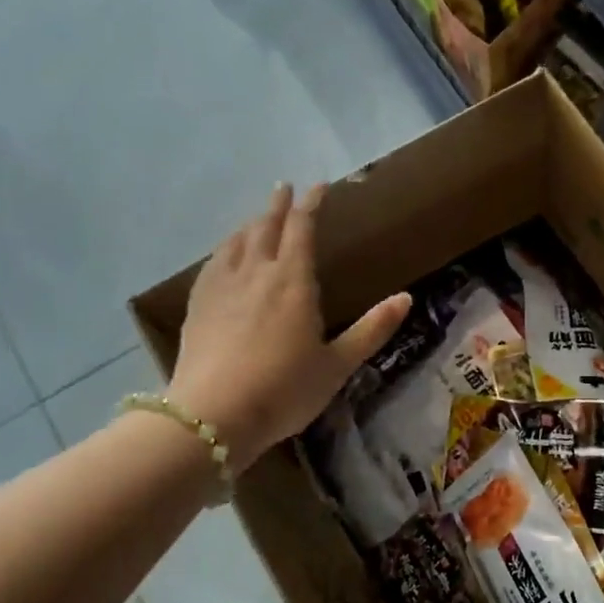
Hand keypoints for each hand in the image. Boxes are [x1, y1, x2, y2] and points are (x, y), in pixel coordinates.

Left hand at [169, 183, 409, 472]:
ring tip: (258, 218)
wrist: (213, 416)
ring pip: (236, 241)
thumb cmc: (284, 390)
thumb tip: (406, 298)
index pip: (302, 229)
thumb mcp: (338, 365)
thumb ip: (372, 329)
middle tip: (285, 188)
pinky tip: (224, 255)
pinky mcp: (197, 305)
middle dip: (277, 205)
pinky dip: (225, 248)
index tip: (318, 187)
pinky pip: (213, 263)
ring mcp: (221, 287)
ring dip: (251, 223)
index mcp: (293, 281)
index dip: (311, 204)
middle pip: (265, 227)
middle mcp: (256, 272)